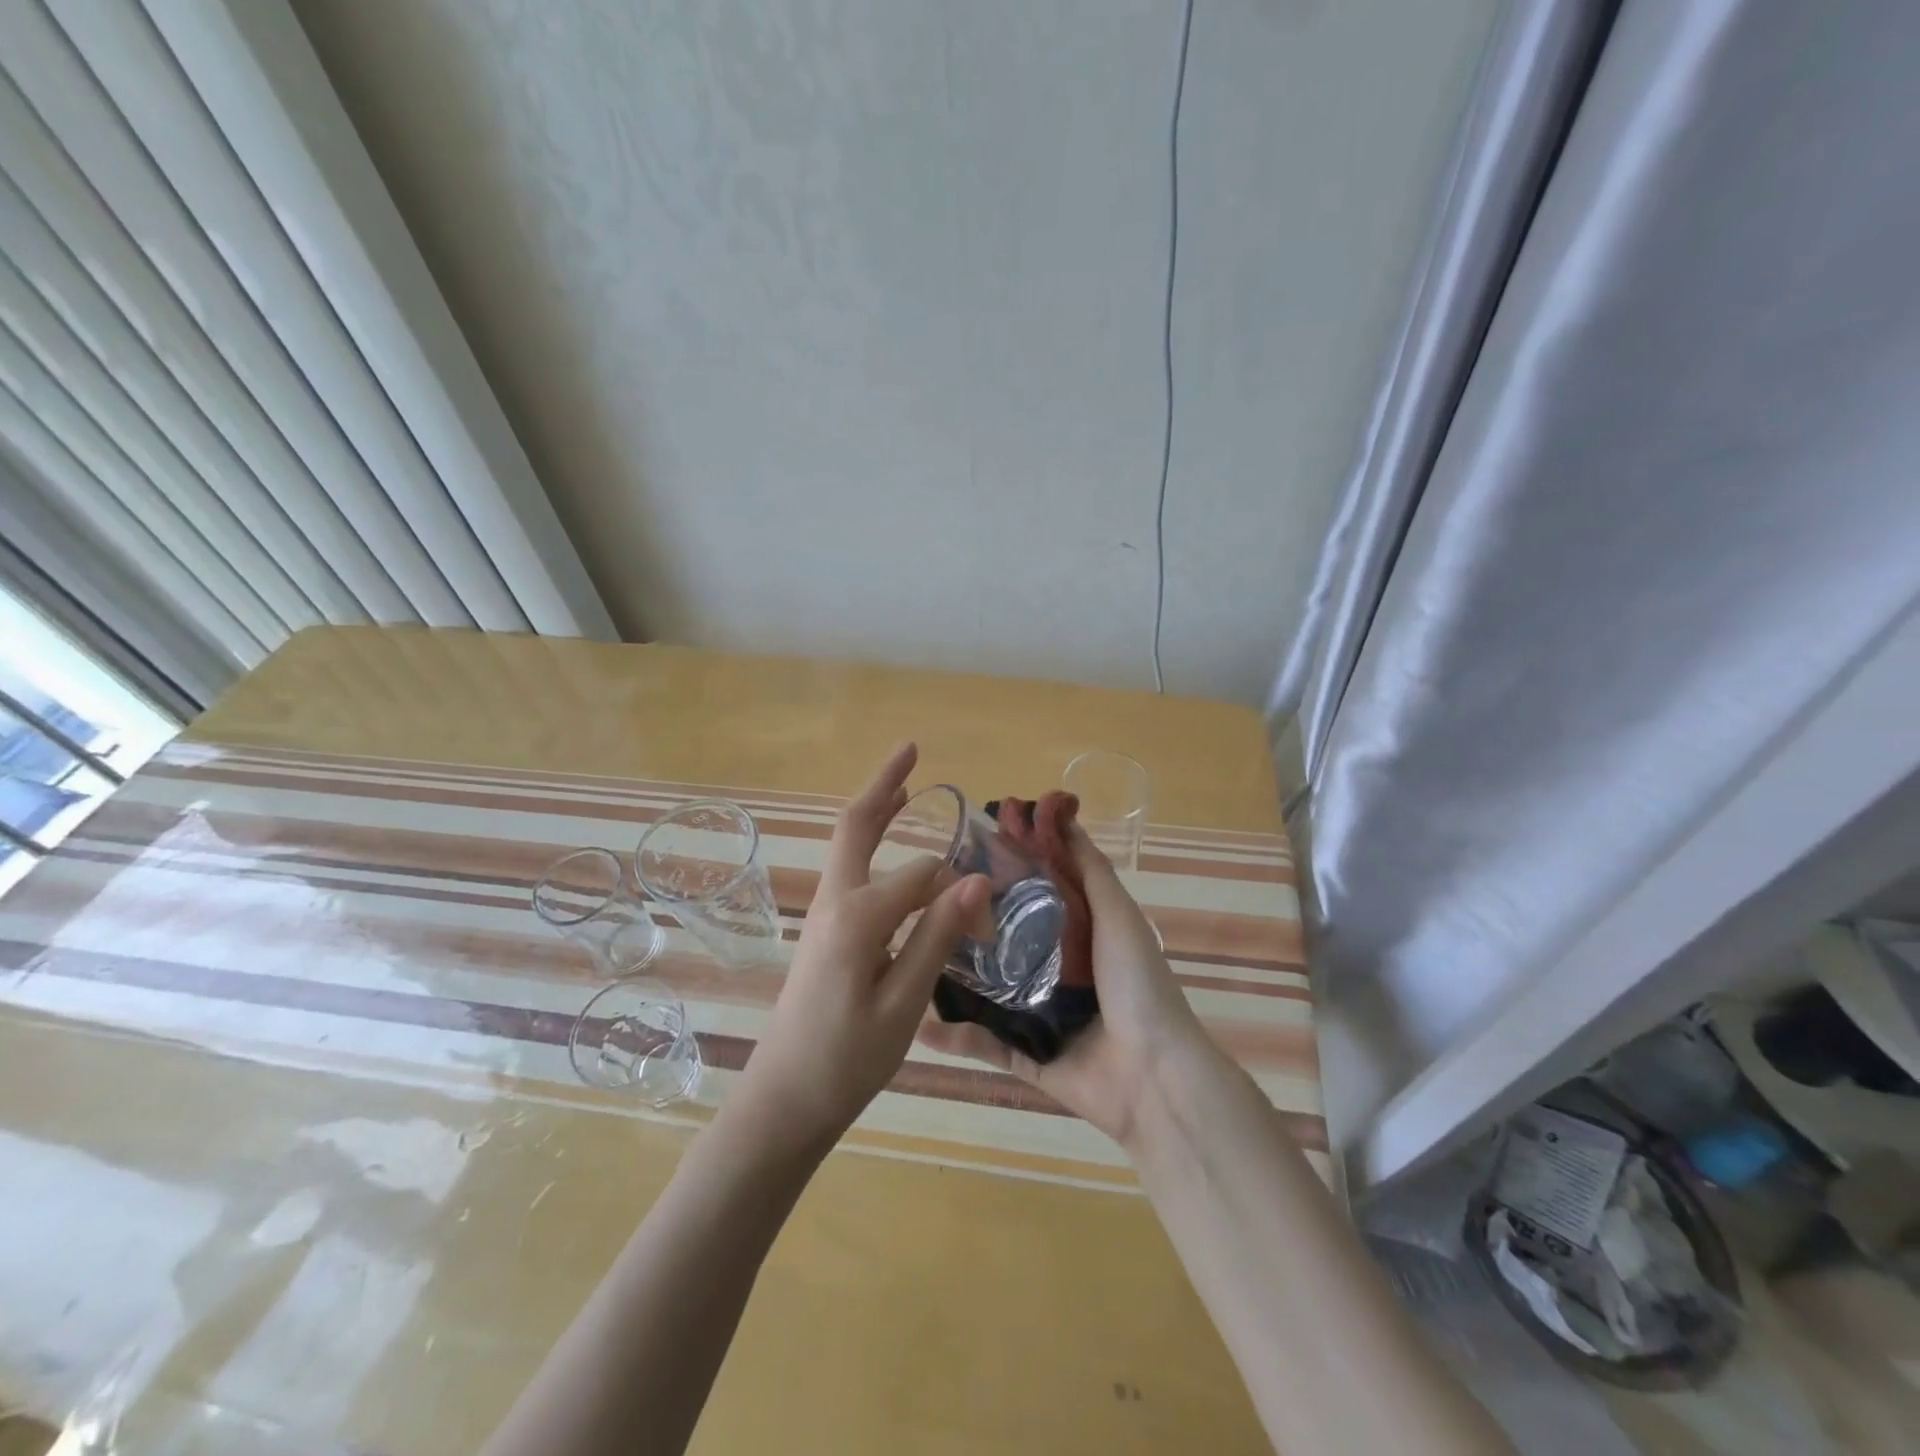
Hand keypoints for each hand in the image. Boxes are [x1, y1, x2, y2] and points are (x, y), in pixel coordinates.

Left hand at [738, 743, 987, 1147]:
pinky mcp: (823, 933)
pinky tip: (889, 853)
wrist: (783, 1102)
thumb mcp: (905, 1004)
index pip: (925, 876)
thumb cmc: (847, 1060)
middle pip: (857, 826)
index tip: (991, 929)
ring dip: (877, 813)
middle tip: (910, 750)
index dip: (964, 895)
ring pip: (850, 846)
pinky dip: (872, 846)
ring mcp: (824, 915)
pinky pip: (851, 872)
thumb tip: (977, 879)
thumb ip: (938, 936)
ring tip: (906, 788)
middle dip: (884, 786)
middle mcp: (836, 902)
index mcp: (858, 916)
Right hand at [920, 823, 1211, 1147]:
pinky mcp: (1025, 1055)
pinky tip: (919, 1021)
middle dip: (969, 917)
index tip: (967, 840)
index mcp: (1078, 934)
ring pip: (985, 987)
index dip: (1005, 866)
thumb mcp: (1117, 916)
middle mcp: (1054, 969)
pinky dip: (954, 1036)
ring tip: (910, 950)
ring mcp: (1037, 1014)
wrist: (1153, 1077)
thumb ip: (1089, 870)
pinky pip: (984, 1044)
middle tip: (925, 894)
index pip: (1033, 891)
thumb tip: (1062, 812)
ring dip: (952, 973)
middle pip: (1004, 936)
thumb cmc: (1137, 986)